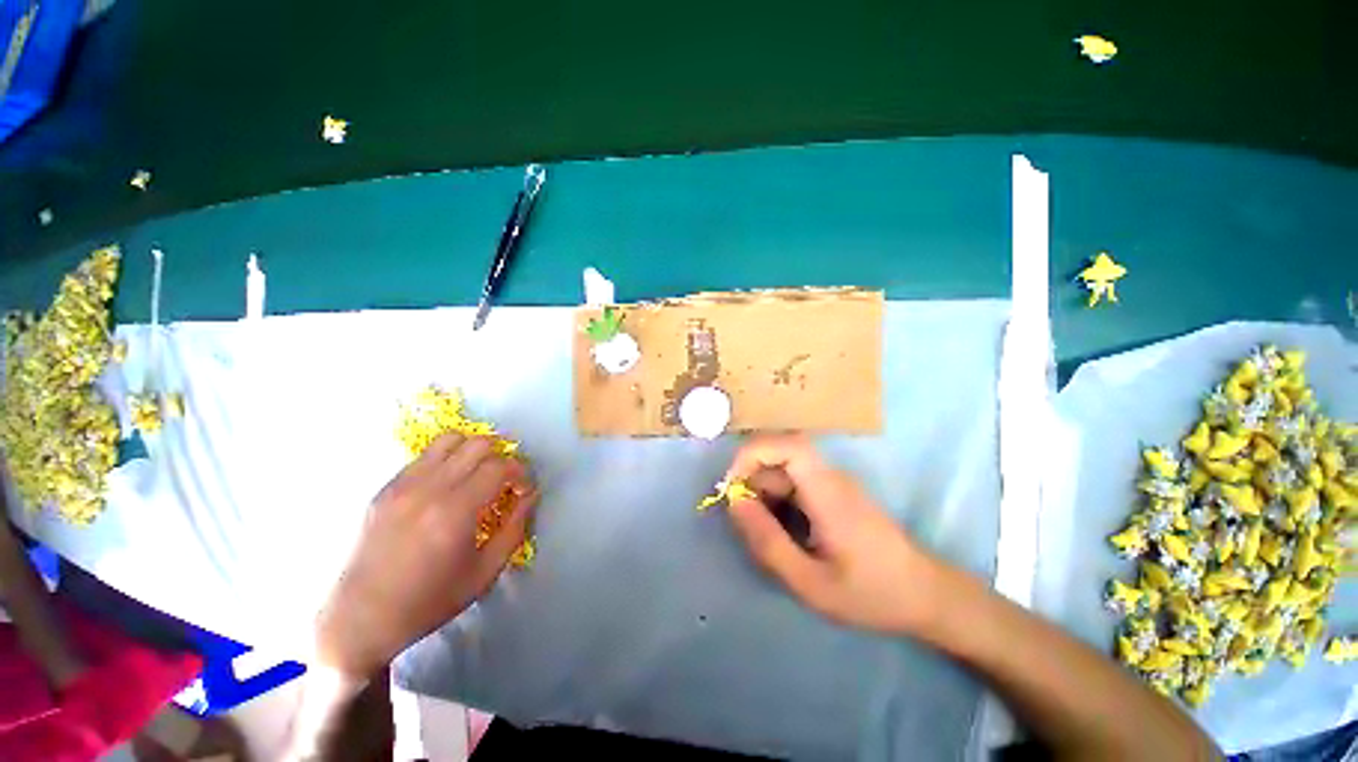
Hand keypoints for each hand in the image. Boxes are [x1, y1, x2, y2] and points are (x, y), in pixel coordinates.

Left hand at [315, 433, 536, 678]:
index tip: (523, 490)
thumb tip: (530, 495)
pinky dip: (448, 459)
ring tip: (478, 473)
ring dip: (474, 450)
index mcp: (455, 511)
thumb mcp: (486, 571)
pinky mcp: (386, 488)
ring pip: (450, 439)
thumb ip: (516, 527)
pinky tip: (449, 485)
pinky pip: (426, 455)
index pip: (501, 467)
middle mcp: (429, 488)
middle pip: (479, 443)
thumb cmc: (430, 600)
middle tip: (505, 480)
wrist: (361, 618)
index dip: (521, 473)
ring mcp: (403, 484)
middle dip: (502, 457)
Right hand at [724, 434, 939, 635]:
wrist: (926, 595)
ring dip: (762, 495)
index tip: (732, 486)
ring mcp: (831, 484)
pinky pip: (793, 485)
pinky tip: (781, 533)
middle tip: (743, 523)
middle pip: (778, 458)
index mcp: (826, 490)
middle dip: (750, 483)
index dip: (751, 454)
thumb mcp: (811, 582)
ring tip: (762, 535)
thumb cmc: (871, 593)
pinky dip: (776, 502)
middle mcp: (828, 477)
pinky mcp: (832, 494)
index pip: (786, 445)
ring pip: (782, 472)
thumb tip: (733, 502)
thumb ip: (768, 541)